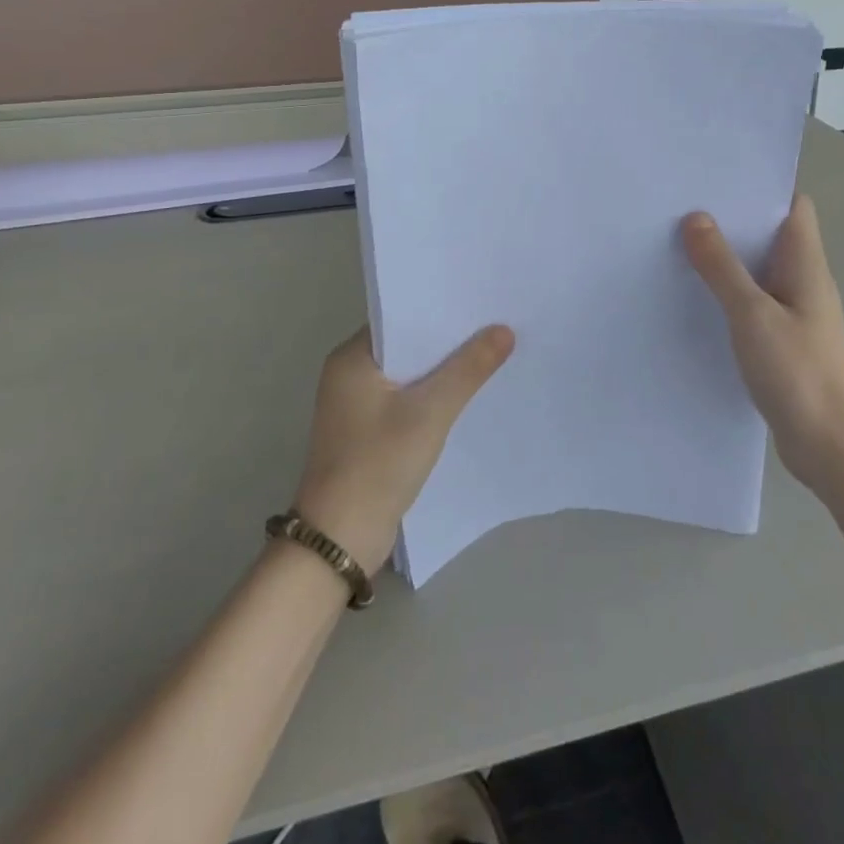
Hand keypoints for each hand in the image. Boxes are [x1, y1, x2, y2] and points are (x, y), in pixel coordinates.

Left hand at [293, 325, 515, 571]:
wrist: (340, 541)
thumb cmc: (378, 464)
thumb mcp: (430, 412)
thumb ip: (468, 368)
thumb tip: (504, 330)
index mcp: (351, 358)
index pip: (400, 318)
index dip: (440, 310)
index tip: (480, 302)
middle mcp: (349, 375)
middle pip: (407, 346)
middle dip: (448, 340)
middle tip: (496, 324)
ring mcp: (356, 406)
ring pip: (409, 375)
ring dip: (443, 370)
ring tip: (491, 353)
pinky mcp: (367, 433)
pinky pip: (406, 400)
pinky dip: (433, 396)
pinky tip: (467, 395)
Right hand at [682, 195, 843, 489]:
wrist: (834, 449)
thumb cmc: (799, 373)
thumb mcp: (752, 314)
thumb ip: (722, 267)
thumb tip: (696, 217)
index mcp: (806, 265)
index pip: (794, 207)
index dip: (762, 187)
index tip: (718, 178)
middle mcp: (805, 282)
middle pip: (771, 236)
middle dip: (733, 221)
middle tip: (683, 207)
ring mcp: (796, 315)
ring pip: (760, 272)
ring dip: (728, 260)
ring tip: (680, 246)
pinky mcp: (785, 344)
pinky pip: (754, 305)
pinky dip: (729, 295)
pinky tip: (697, 300)